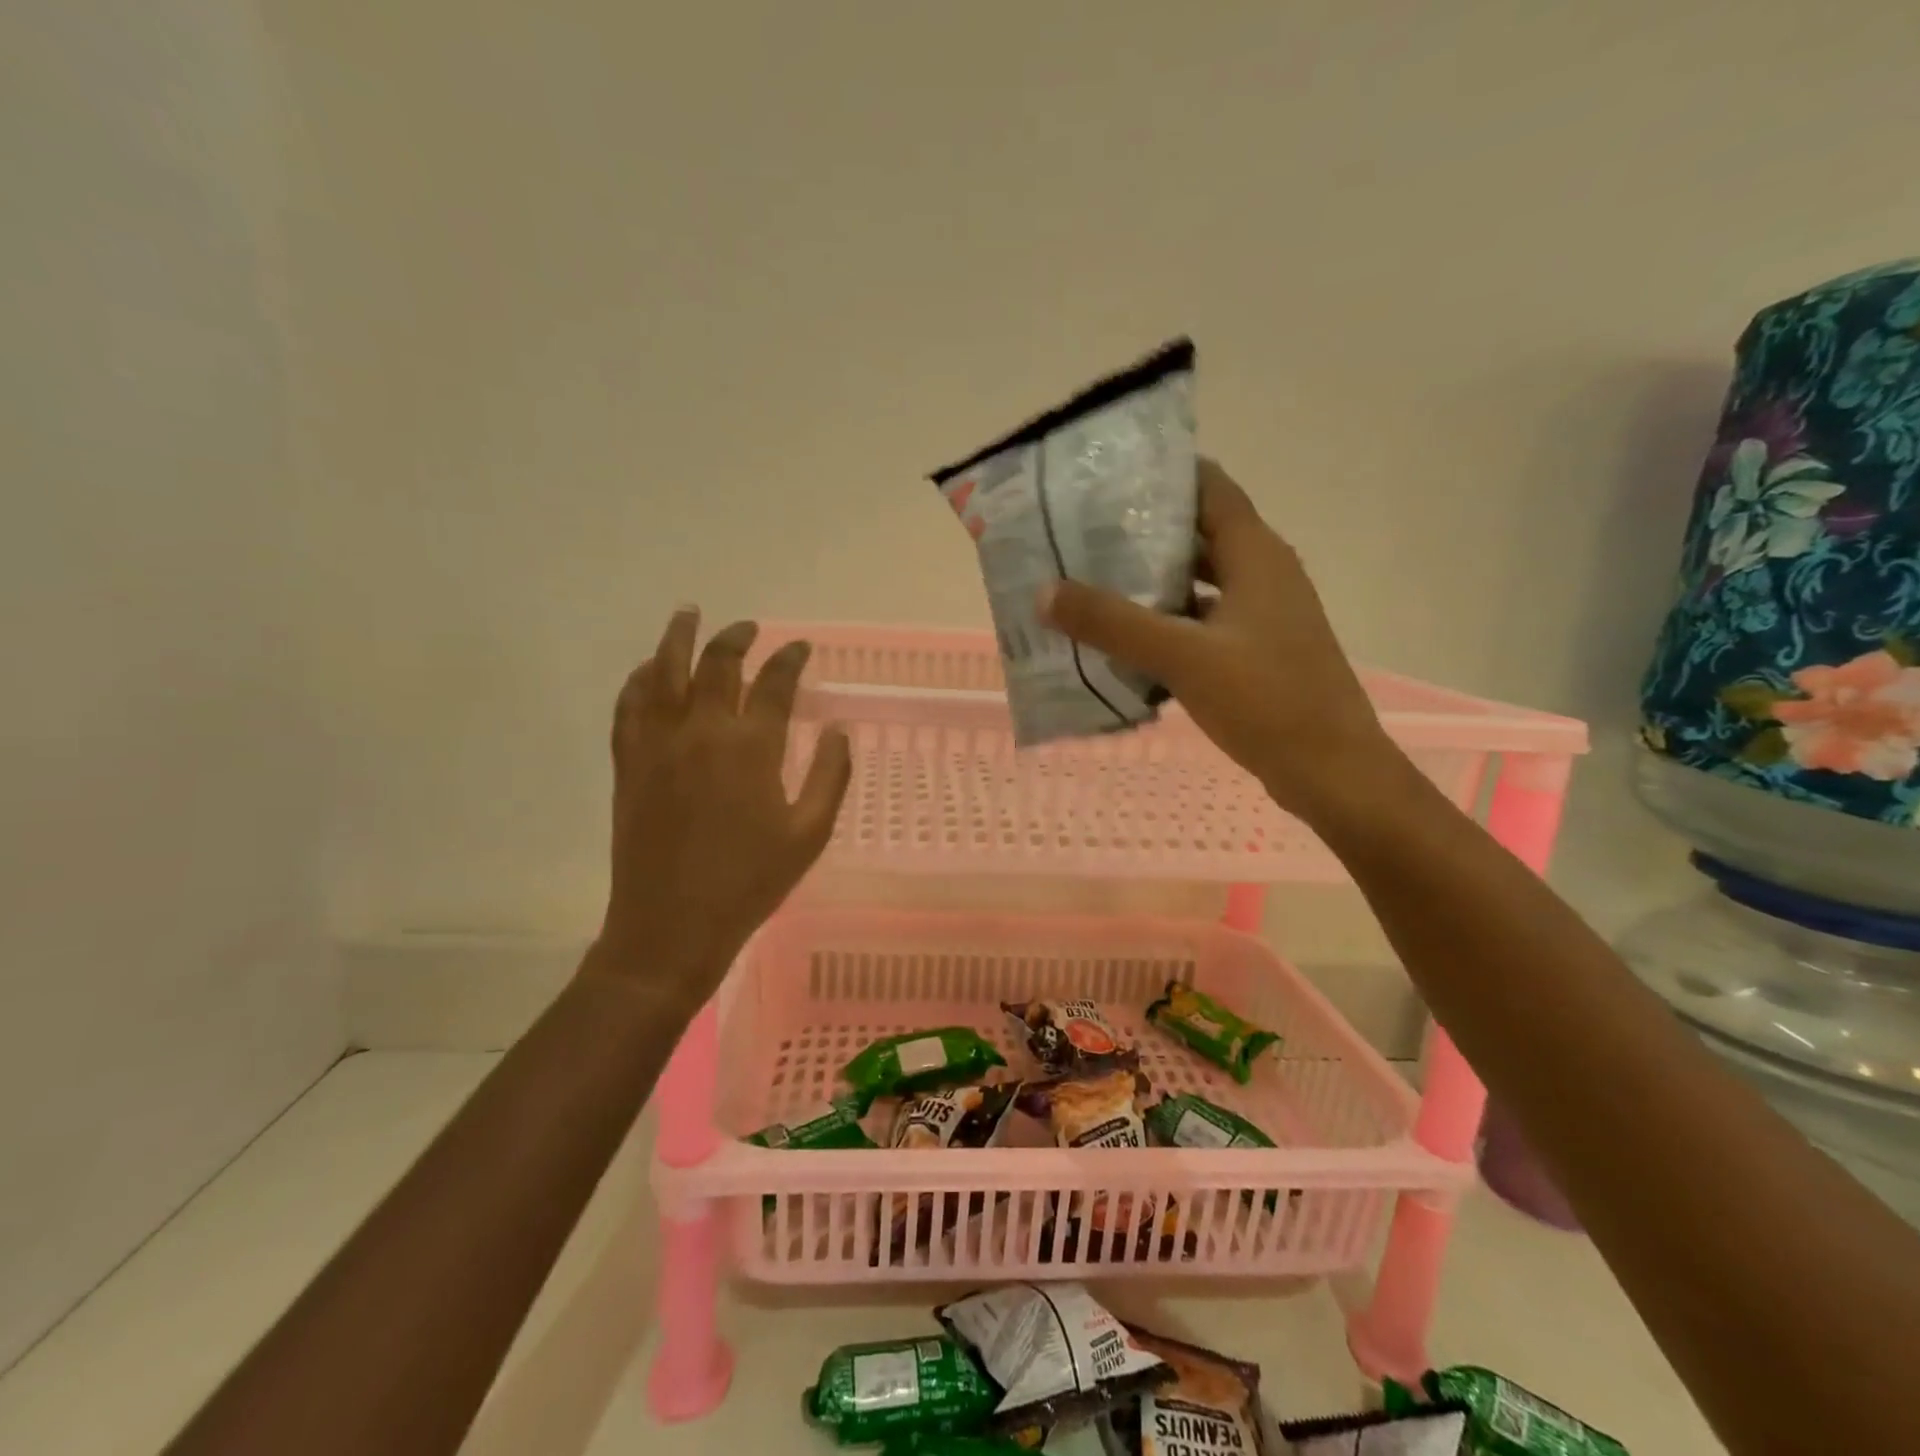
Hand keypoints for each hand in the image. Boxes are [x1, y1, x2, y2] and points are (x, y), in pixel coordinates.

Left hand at [591, 610, 851, 1008]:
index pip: (775, 684)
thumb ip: (829, 777)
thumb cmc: (749, 882)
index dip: (790, 659)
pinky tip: (645, 670)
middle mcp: (703, 733)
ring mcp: (659, 746)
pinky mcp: (629, 765)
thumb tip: (840, 732)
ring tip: (688, 615)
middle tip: (749, 627)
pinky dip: (637, 681)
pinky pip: (628, 707)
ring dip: (678, 639)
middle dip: (736, 638)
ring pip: (663, 673)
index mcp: (752, 748)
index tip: (801, 648)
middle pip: (717, 665)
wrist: (671, 926)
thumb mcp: (808, 835)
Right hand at [1040, 459, 1401, 820]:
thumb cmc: (1266, 701)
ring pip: (1200, 581)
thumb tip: (1044, 591)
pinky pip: (1203, 620)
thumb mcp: (1182, 657)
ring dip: (1152, 580)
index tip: (1105, 476)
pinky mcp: (1256, 650)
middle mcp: (1263, 573)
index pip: (1208, 487)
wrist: (1331, 770)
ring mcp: (1262, 615)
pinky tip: (1126, 639)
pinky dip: (1167, 622)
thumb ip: (1112, 623)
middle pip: (1199, 533)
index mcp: (1256, 554)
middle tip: (1081, 533)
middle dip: (1143, 530)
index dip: (1161, 474)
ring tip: (1091, 581)